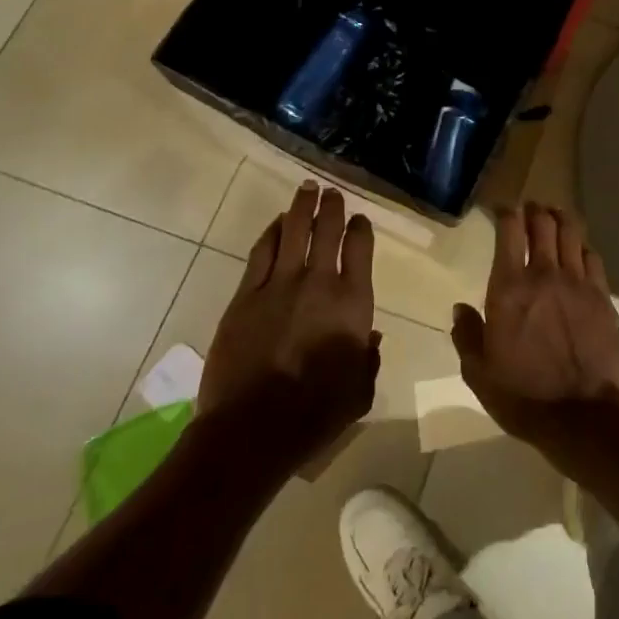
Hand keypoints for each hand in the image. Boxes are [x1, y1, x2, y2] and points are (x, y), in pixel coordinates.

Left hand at [199, 182, 379, 462]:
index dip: (360, 229)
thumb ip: (369, 359)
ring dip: (301, 208)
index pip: (360, 249)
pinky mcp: (246, 296)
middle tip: (331, 192)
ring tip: (306, 190)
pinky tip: (276, 224)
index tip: (359, 219)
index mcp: (352, 303)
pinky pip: (261, 253)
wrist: (253, 429)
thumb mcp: (359, 391)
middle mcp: (319, 282)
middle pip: (326, 230)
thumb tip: (372, 338)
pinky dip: (271, 233)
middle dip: (331, 207)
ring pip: (293, 232)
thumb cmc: (315, 414)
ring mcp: (279, 285)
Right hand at [451, 202, 618, 442]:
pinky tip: (580, 250)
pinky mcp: (603, 297)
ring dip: (561, 219)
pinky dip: (583, 247)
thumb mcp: (479, 373)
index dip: (505, 212)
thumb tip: (460, 309)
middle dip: (535, 210)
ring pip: (571, 233)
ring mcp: (578, 283)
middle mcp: (544, 274)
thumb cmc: (523, 396)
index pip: (509, 231)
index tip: (502, 208)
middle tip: (530, 208)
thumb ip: (467, 335)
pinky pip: (593, 258)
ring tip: (555, 215)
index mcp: (509, 287)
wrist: (582, 415)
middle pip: (543, 223)